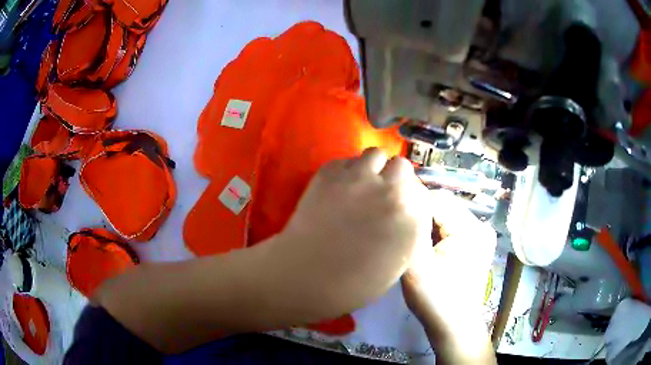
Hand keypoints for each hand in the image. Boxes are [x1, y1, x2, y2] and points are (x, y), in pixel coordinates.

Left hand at [265, 148, 433, 318]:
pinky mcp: (330, 173)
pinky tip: (337, 187)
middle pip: (401, 165)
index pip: (419, 189)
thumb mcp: (397, 262)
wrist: (309, 276)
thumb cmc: (355, 282)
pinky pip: (345, 161)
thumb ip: (406, 230)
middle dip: (393, 175)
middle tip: (380, 189)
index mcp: (412, 216)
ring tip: (360, 182)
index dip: (408, 194)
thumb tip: (402, 211)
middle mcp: (390, 191)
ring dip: (371, 166)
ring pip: (374, 154)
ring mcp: (359, 178)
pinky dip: (345, 170)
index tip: (399, 200)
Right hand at [402, 190, 496, 327]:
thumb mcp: (417, 265)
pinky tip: (426, 249)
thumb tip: (401, 201)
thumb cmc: (435, 300)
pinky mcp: (476, 246)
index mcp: (470, 228)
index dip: (413, 205)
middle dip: (421, 217)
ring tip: (413, 243)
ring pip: (446, 218)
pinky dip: (437, 235)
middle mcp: (480, 226)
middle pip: (444, 207)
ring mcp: (480, 236)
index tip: (394, 218)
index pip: (437, 199)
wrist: (454, 327)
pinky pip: (452, 230)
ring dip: (428, 227)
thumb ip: (411, 232)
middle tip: (402, 234)